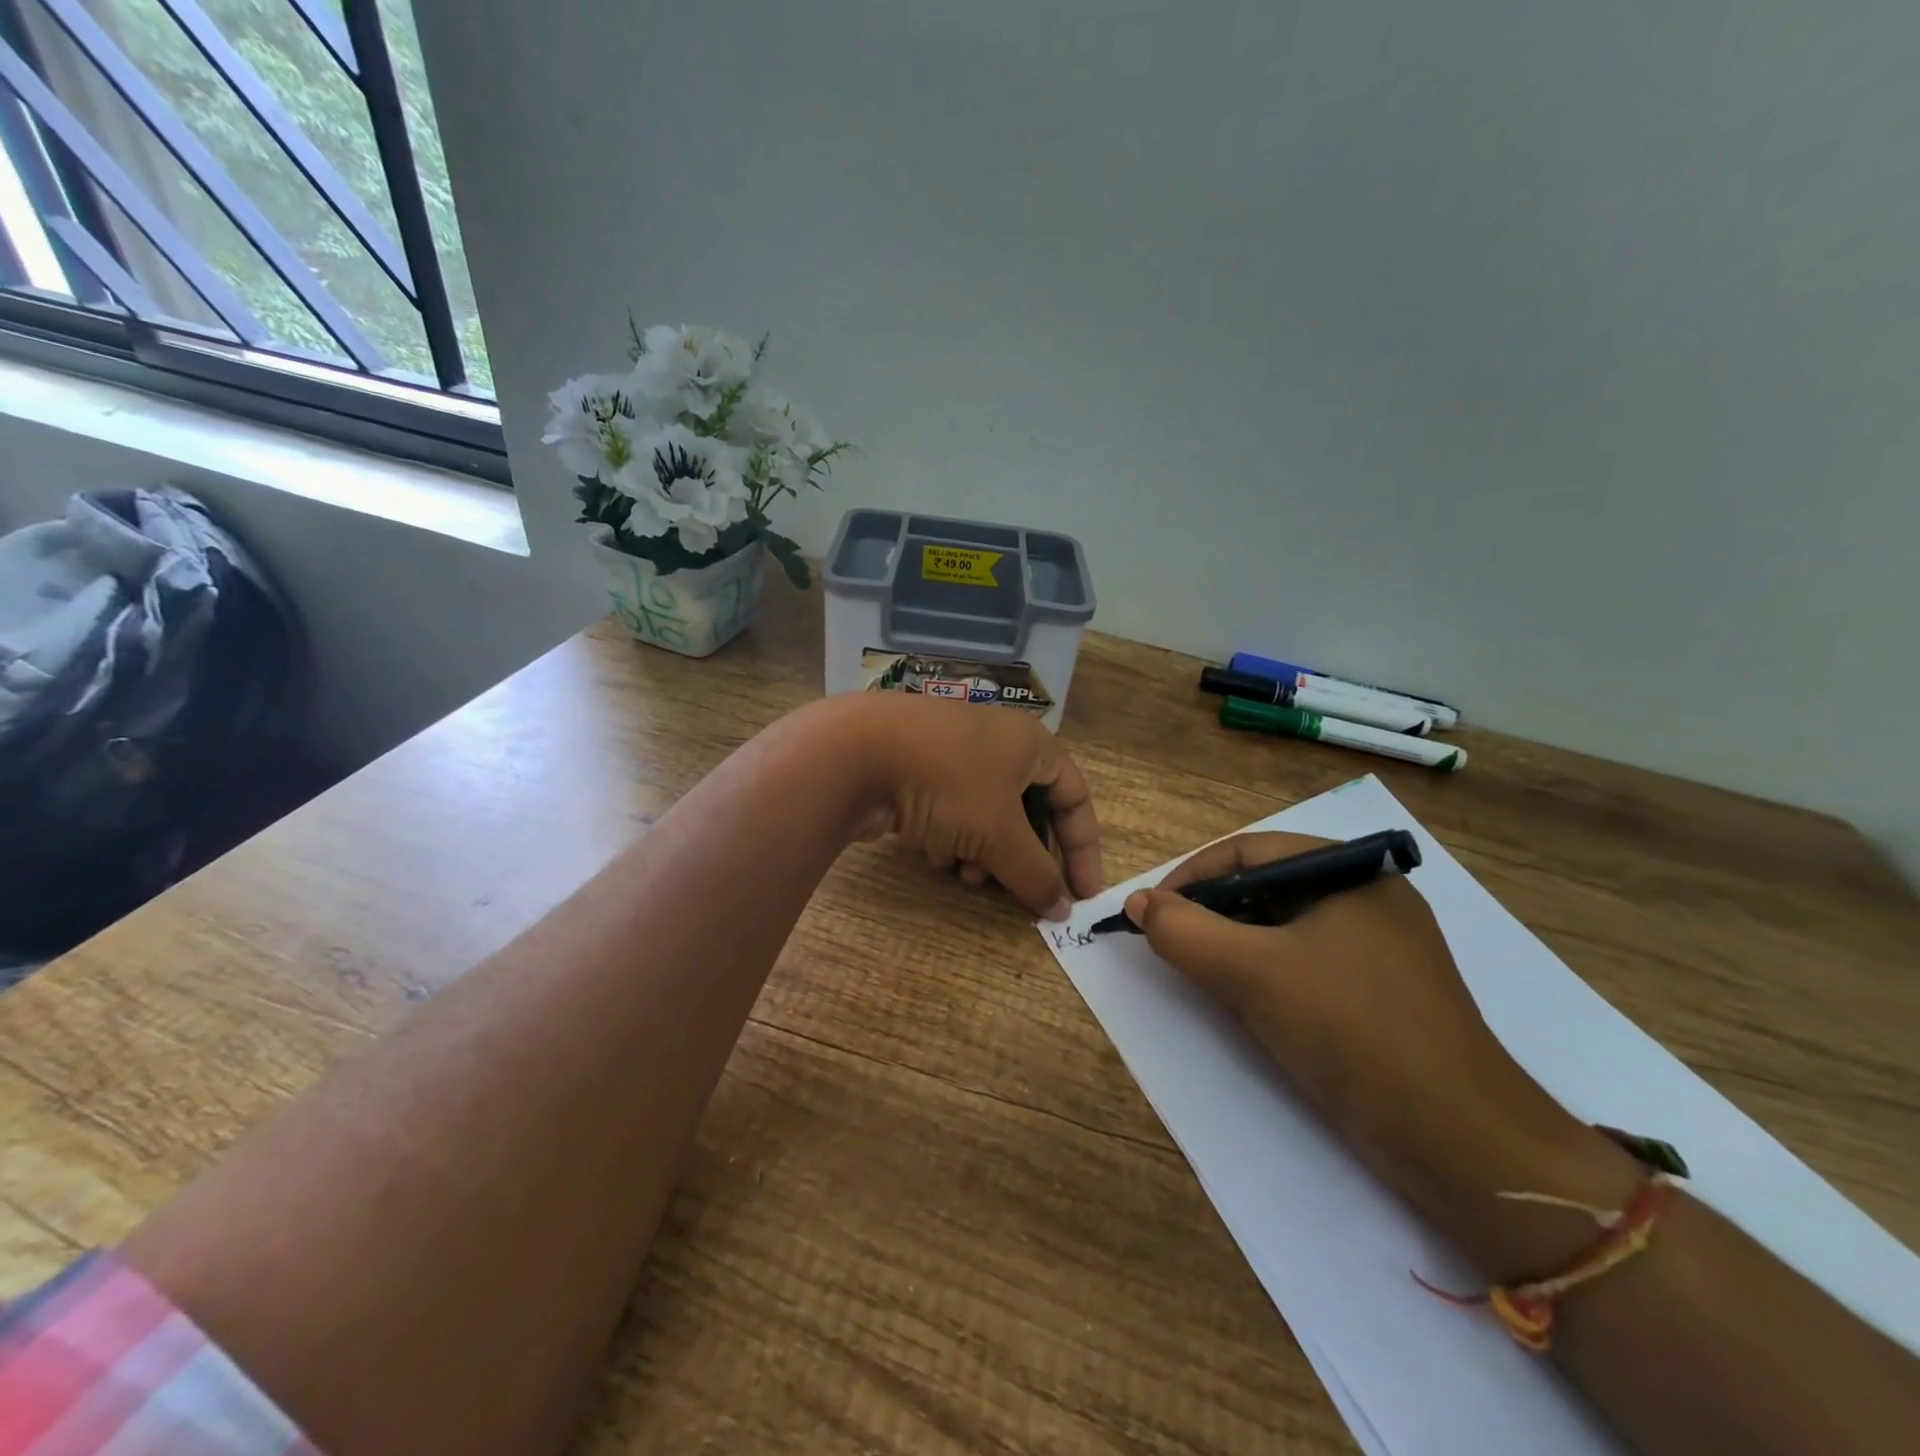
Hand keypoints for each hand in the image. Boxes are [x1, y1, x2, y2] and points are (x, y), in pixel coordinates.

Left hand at [842, 693, 1101, 919]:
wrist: (855, 752)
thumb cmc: (948, 783)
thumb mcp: (999, 834)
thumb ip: (1036, 874)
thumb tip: (1063, 909)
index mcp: (1031, 743)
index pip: (1075, 797)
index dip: (1083, 848)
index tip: (1082, 894)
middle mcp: (996, 742)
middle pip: (1028, 810)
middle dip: (1022, 854)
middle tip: (1015, 888)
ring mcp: (952, 752)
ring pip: (986, 815)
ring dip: (984, 852)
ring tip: (966, 875)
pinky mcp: (916, 767)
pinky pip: (951, 810)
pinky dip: (951, 837)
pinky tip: (933, 855)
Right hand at [1125, 833, 1638, 1276]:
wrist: (1463, 1143)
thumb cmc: (1352, 1032)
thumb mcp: (1252, 973)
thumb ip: (1184, 932)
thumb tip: (1138, 903)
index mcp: (1351, 871)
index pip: (1248, 851)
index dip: (1190, 876)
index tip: (1152, 913)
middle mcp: (1369, 896)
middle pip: (1266, 886)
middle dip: (1212, 913)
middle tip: (1174, 946)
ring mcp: (1382, 946)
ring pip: (1285, 927)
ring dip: (1236, 945)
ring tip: (1205, 975)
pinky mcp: (1384, 991)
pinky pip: (1308, 962)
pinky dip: (1269, 973)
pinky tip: (1253, 1003)